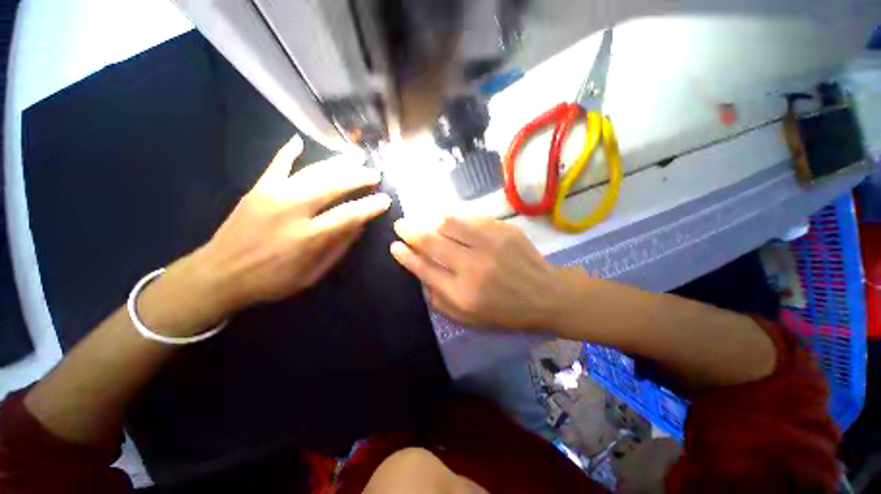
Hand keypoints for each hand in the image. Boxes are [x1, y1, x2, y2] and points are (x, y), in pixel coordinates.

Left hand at [182, 135, 390, 318]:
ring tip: (356, 158)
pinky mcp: (257, 189)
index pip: (349, 215)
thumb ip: (338, 248)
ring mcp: (272, 195)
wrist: (219, 274)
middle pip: (333, 185)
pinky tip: (299, 140)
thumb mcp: (312, 274)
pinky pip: (276, 164)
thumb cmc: (271, 280)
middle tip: (375, 174)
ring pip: (312, 171)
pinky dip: (288, 151)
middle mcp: (292, 210)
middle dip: (359, 177)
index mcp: (308, 237)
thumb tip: (359, 226)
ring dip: (338, 163)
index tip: (386, 200)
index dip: (370, 206)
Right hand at [390, 216, 566, 330]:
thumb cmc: (505, 312)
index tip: (394, 246)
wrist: (545, 294)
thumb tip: (421, 275)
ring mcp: (490, 244)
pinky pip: (470, 218)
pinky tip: (453, 223)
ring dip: (432, 221)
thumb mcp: (469, 319)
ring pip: (449, 223)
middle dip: (410, 231)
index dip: (405, 255)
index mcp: (462, 293)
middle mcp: (473, 266)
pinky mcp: (503, 230)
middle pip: (431, 242)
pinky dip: (456, 220)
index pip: (424, 268)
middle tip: (401, 225)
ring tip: (427, 223)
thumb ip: (440, 300)